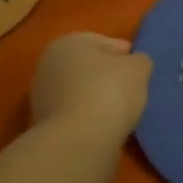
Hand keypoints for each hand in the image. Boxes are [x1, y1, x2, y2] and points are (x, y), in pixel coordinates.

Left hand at [30, 33, 151, 147]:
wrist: (78, 141)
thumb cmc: (109, 91)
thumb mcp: (138, 68)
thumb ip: (139, 61)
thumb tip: (135, 64)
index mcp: (67, 43)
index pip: (101, 42)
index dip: (124, 53)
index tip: (140, 67)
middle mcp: (48, 66)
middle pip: (87, 67)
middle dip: (108, 76)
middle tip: (133, 88)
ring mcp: (43, 97)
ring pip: (80, 92)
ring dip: (98, 98)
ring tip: (123, 111)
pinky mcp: (45, 126)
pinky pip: (76, 115)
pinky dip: (90, 118)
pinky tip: (108, 126)